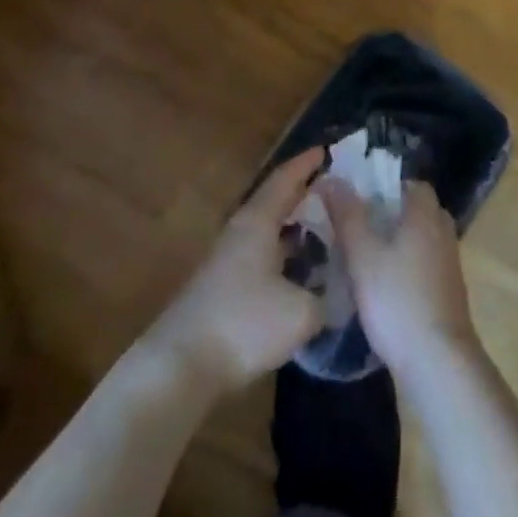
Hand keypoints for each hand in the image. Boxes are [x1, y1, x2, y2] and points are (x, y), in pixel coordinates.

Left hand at [143, 147, 327, 396]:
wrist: (179, 365)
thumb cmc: (243, 325)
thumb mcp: (301, 313)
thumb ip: (327, 298)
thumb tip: (337, 293)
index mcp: (258, 222)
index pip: (284, 179)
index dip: (306, 164)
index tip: (326, 150)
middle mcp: (241, 231)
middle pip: (274, 201)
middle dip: (302, 192)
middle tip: (332, 188)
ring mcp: (227, 258)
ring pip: (266, 229)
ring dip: (292, 225)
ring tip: (323, 227)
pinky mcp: (222, 286)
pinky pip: (260, 254)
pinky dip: (282, 252)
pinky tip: (298, 269)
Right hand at [319, 176, 477, 376]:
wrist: (438, 362)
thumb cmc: (397, 299)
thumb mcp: (362, 254)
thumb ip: (347, 214)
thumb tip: (331, 178)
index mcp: (426, 213)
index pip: (410, 183)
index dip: (384, 186)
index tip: (358, 199)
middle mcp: (443, 231)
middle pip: (416, 210)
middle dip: (388, 215)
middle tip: (357, 227)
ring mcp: (450, 263)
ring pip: (421, 239)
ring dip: (397, 243)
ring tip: (364, 257)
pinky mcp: (449, 293)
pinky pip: (425, 264)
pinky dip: (407, 267)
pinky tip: (384, 287)